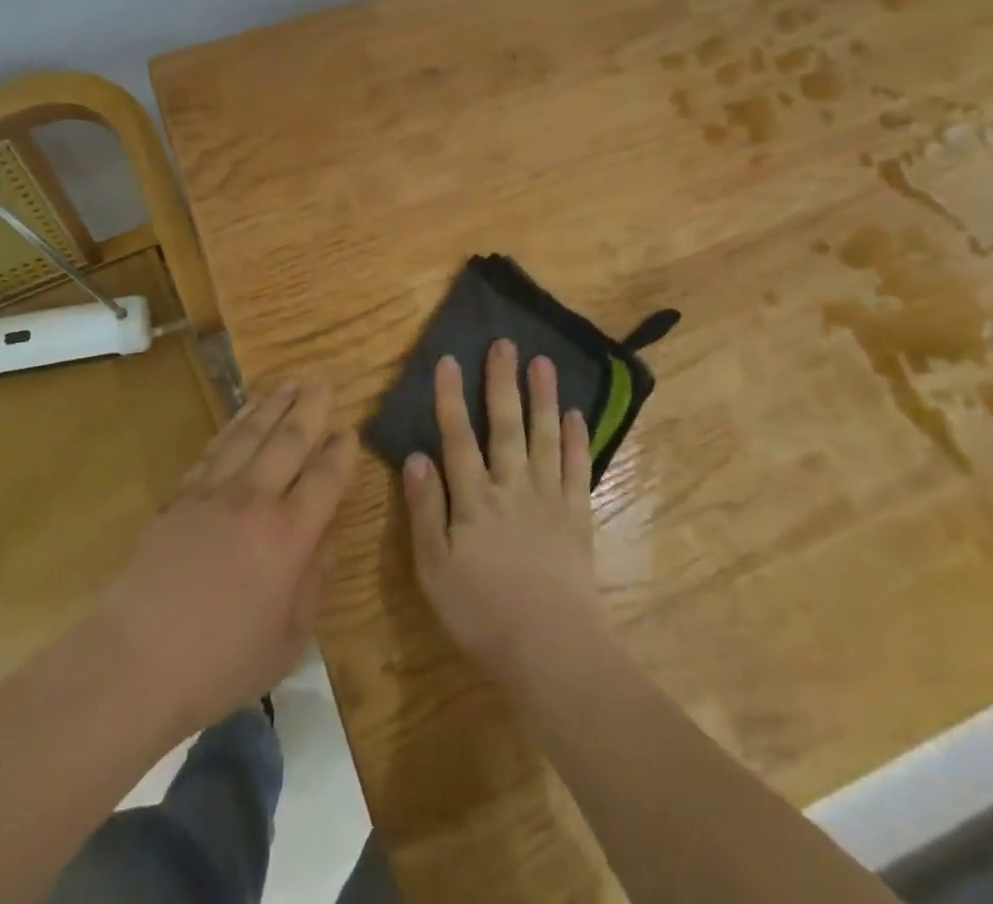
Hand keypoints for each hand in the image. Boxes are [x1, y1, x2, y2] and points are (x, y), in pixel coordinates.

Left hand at [95, 379, 355, 736]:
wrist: (134, 661)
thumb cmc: (219, 663)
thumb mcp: (288, 639)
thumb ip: (313, 582)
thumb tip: (322, 538)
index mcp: (289, 535)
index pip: (325, 478)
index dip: (342, 452)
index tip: (350, 430)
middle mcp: (255, 500)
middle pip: (289, 440)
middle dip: (310, 407)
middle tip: (324, 380)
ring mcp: (213, 492)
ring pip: (250, 433)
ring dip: (273, 404)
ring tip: (290, 381)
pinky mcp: (180, 495)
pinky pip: (215, 448)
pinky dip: (233, 425)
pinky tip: (242, 415)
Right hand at [402, 341, 605, 687]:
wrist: (552, 649)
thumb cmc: (482, 613)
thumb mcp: (434, 568)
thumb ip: (425, 510)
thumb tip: (415, 456)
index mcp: (474, 499)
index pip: (458, 437)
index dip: (450, 398)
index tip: (449, 359)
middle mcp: (512, 487)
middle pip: (505, 426)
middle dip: (502, 383)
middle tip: (505, 344)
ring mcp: (548, 499)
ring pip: (544, 437)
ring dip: (543, 398)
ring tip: (543, 362)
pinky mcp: (577, 517)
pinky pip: (576, 470)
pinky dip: (575, 441)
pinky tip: (575, 415)